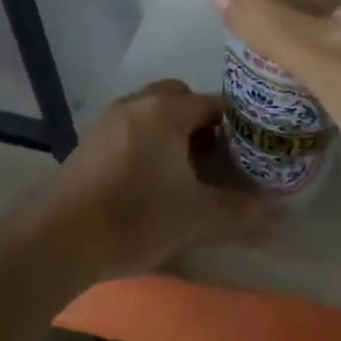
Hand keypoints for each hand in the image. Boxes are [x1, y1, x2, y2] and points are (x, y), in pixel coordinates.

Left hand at [53, 81, 276, 278]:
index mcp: (167, 110)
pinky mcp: (89, 143)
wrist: (58, 241)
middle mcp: (138, 104)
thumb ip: (241, 215)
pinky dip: (148, 144)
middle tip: (216, 160)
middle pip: (181, 99)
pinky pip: (131, 129)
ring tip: (186, 173)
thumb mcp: (196, 218)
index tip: (250, 152)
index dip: (237, 126)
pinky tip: (151, 182)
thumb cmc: (136, 218)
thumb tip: (282, 221)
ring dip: (173, 133)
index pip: (215, 103)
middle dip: (202, 124)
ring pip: (153, 113)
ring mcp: (109, 121)